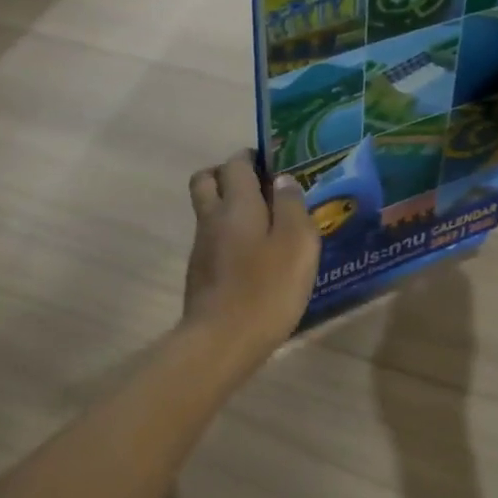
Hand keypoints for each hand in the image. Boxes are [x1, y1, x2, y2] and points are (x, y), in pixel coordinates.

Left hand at [183, 151, 320, 367]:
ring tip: (266, 224)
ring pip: (208, 210)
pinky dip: (229, 236)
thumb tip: (283, 180)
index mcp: (236, 203)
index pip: (236, 162)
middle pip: (206, 179)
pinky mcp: (200, 272)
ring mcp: (201, 246)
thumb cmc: (266, 288)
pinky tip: (254, 257)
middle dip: (228, 174)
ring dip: (229, 206)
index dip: (253, 157)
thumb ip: (292, 206)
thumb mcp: (297, 243)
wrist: (222, 340)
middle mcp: (212, 217)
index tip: (274, 163)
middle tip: (259, 187)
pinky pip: (212, 239)